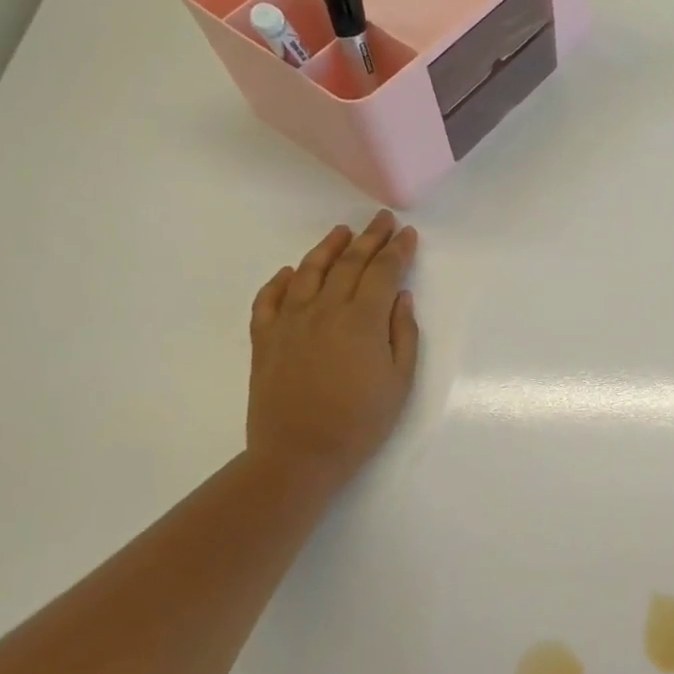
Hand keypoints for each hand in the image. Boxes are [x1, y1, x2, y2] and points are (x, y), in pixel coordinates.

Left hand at [245, 211, 419, 486]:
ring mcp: (290, 321)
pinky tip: (289, 272)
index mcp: (362, 319)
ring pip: (309, 272)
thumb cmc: (361, 420)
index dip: (398, 251)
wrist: (300, 453)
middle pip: (350, 263)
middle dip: (370, 238)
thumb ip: (403, 333)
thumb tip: (400, 298)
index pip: (383, 272)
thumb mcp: (400, 380)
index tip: (408, 234)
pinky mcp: (265, 339)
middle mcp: (325, 309)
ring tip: (342, 232)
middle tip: (382, 220)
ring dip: (328, 248)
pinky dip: (280, 281)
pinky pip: (269, 300)